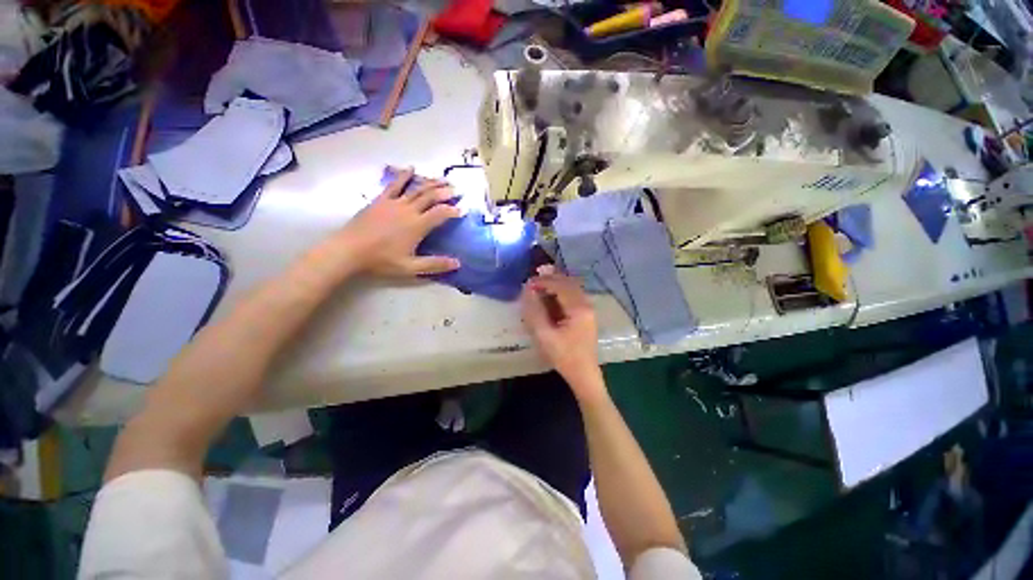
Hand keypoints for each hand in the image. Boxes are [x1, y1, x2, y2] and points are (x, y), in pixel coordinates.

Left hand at [337, 168, 461, 276]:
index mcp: (417, 226)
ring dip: (431, 183)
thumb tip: (457, 263)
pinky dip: (405, 176)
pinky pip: (395, 184)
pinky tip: (411, 169)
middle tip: (457, 189)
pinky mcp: (381, 200)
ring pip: (417, 188)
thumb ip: (435, 264)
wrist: (349, 250)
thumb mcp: (410, 267)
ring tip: (442, 179)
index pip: (440, 213)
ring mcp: (394, 203)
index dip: (453, 210)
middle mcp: (408, 210)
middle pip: (430, 196)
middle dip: (445, 192)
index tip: (462, 210)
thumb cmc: (381, 260)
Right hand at [521, 268, 606, 400]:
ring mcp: (588, 309)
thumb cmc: (564, 356)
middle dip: (550, 279)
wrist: (584, 374)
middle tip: (533, 279)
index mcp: (578, 308)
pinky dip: (561, 292)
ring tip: (539, 285)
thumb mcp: (544, 336)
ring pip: (571, 288)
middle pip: (568, 283)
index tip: (528, 283)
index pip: (560, 286)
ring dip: (556, 284)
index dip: (543, 282)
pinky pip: (573, 296)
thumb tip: (528, 291)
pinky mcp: (586, 315)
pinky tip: (550, 296)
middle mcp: (586, 304)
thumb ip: (535, 312)